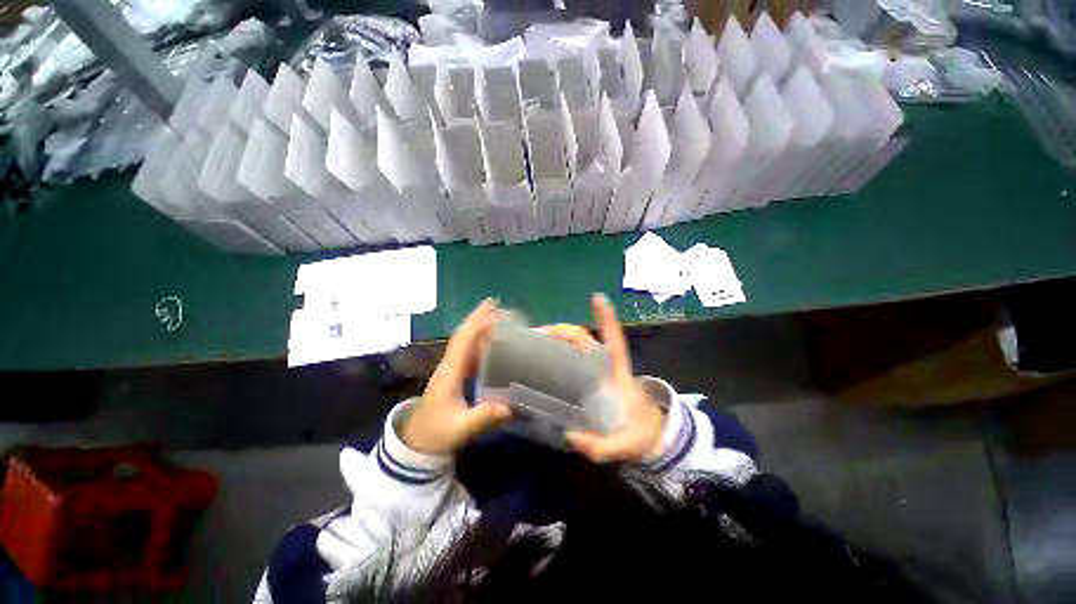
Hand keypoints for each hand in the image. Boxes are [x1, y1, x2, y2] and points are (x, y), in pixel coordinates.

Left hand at [401, 299, 511, 454]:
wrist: (417, 442)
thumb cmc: (437, 433)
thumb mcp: (460, 428)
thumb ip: (483, 417)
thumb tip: (510, 405)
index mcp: (450, 373)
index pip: (463, 341)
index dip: (477, 323)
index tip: (490, 307)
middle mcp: (449, 365)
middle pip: (463, 336)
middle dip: (477, 318)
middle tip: (495, 304)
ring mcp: (450, 369)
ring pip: (464, 341)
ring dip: (477, 326)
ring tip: (494, 316)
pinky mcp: (454, 375)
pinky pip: (466, 351)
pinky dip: (477, 340)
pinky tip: (488, 339)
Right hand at [538, 294, 664, 463]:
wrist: (648, 439)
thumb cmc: (640, 434)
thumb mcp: (625, 444)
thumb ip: (602, 446)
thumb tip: (572, 436)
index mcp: (617, 372)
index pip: (613, 339)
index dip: (606, 318)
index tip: (597, 297)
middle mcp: (604, 366)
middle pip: (583, 338)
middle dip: (561, 330)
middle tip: (533, 336)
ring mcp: (594, 372)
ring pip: (575, 346)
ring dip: (555, 339)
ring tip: (530, 345)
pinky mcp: (586, 381)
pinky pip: (569, 361)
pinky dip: (555, 355)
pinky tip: (537, 364)